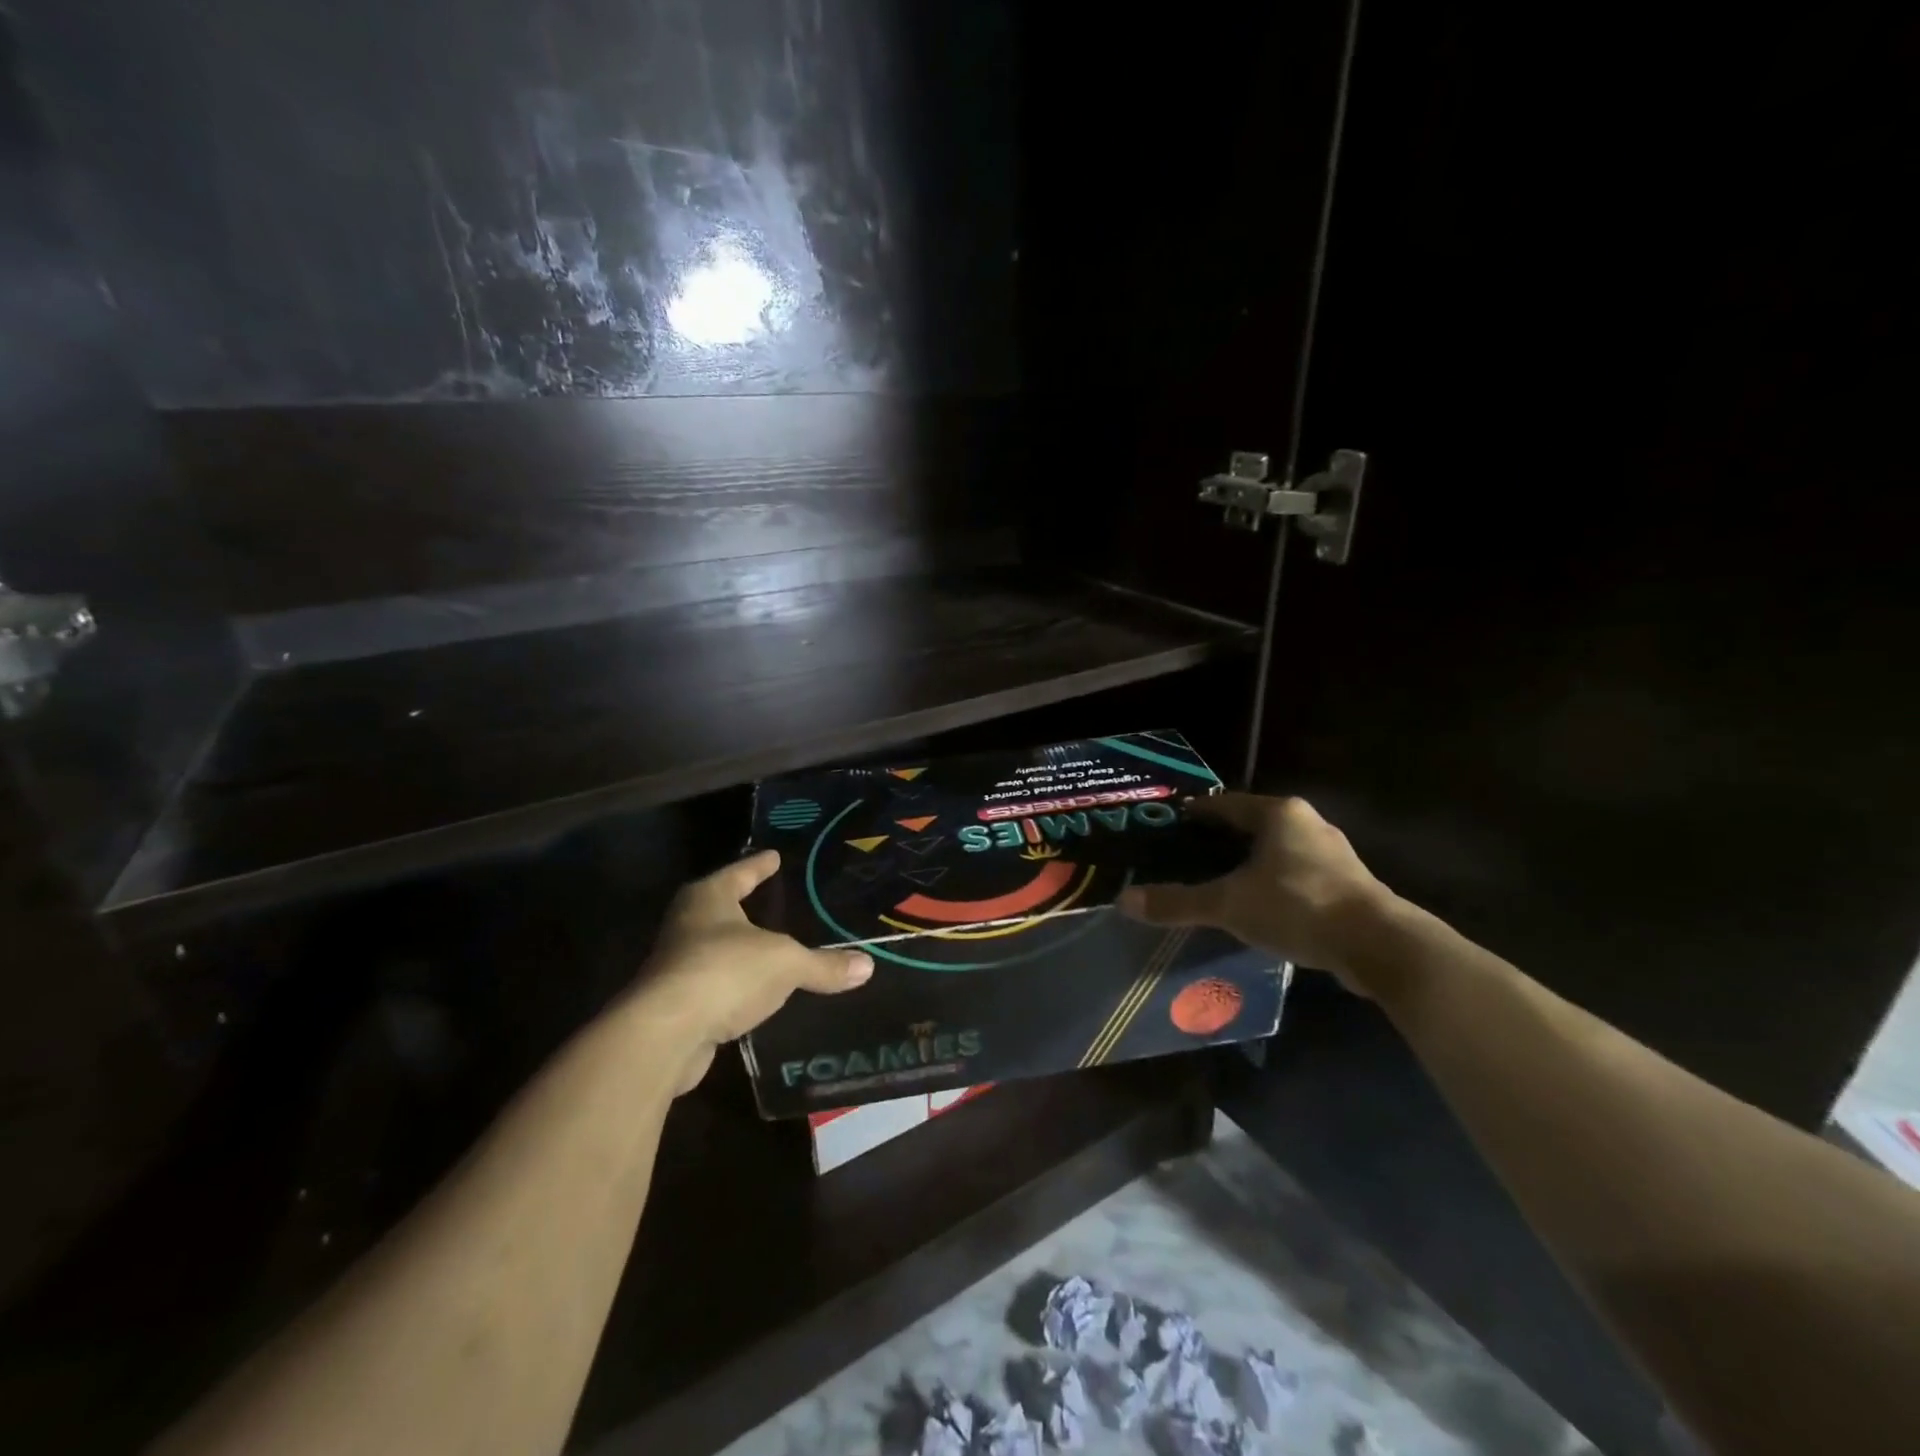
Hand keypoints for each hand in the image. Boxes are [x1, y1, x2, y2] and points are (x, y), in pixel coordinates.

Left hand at [627, 850, 872, 1092]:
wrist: (665, 1034)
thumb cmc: (726, 972)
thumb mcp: (786, 963)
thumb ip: (824, 965)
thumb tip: (867, 966)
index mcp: (709, 898)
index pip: (740, 872)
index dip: (759, 864)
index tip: (774, 856)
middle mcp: (686, 923)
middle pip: (720, 906)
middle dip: (743, 903)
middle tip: (771, 897)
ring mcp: (676, 963)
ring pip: (713, 946)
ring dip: (737, 947)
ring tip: (768, 946)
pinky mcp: (675, 1003)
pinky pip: (714, 983)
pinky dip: (733, 983)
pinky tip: (752, 991)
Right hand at [1117, 794, 1397, 996]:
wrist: (1379, 946)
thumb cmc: (1298, 906)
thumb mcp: (1229, 904)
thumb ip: (1179, 902)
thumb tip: (1124, 901)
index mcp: (1279, 814)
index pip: (1226, 805)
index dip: (1197, 813)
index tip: (1172, 822)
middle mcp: (1308, 825)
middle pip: (1253, 826)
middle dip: (1222, 840)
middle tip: (1188, 856)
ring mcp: (1333, 855)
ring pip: (1277, 853)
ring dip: (1251, 865)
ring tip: (1220, 882)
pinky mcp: (1348, 886)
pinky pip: (1297, 876)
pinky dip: (1274, 886)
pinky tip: (1259, 907)